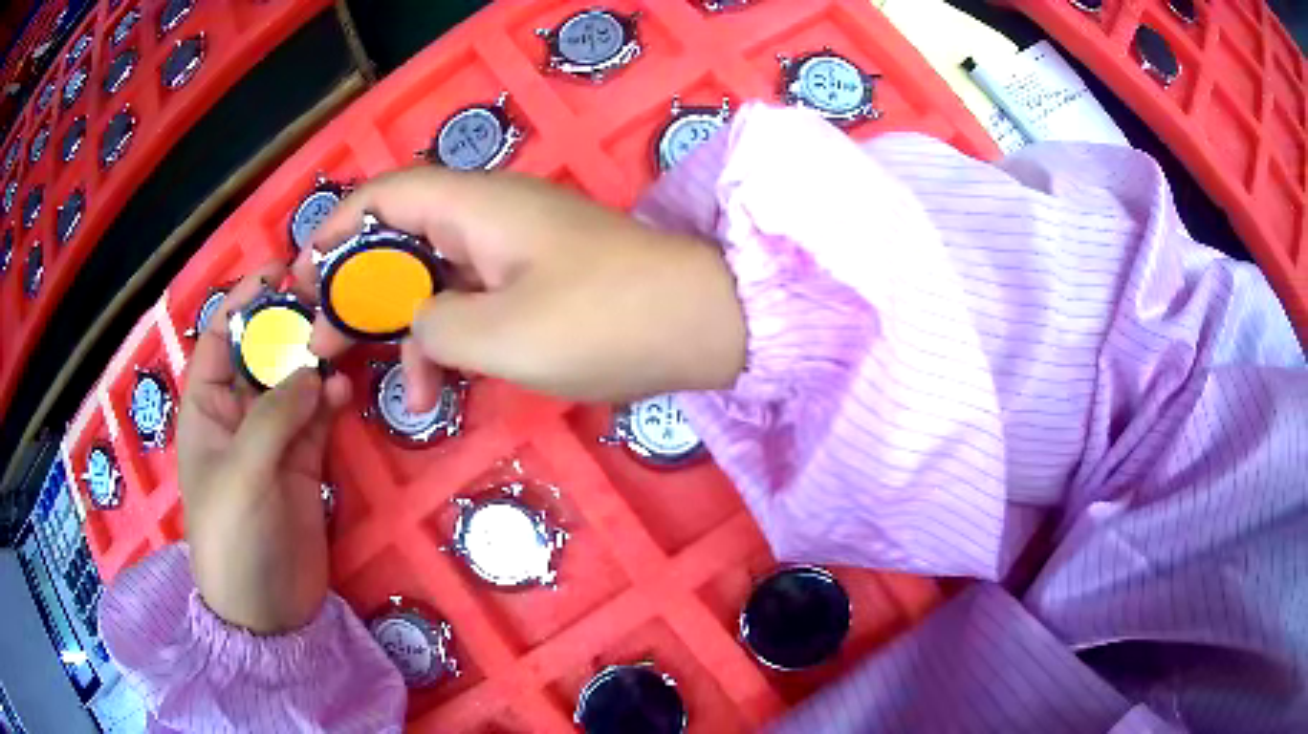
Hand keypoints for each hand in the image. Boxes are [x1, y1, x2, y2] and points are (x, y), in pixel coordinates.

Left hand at [178, 264, 351, 633]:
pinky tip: (347, 392)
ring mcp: (272, 439)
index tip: (278, 270)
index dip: (244, 303)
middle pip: (263, 354)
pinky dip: (332, 400)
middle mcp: (237, 415)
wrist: (267, 609)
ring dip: (317, 360)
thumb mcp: (243, 474)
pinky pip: (318, 417)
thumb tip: (313, 369)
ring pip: (295, 382)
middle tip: (327, 298)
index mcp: (206, 408)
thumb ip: (274, 417)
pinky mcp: (303, 463)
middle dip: (289, 326)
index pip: (220, 339)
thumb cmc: (233, 538)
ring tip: (345, 338)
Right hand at [293, 167, 746, 409]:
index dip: (335, 232)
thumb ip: (433, 326)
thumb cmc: (603, 322)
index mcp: (475, 206)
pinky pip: (472, 300)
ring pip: (435, 279)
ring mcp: (515, 249)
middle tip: (324, 344)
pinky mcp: (536, 281)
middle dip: (358, 293)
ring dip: (407, 331)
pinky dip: (450, 340)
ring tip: (395, 392)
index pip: (384, 196)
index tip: (301, 278)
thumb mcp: (499, 334)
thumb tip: (416, 325)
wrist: (702, 326)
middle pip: (401, 241)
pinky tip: (441, 388)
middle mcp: (489, 216)